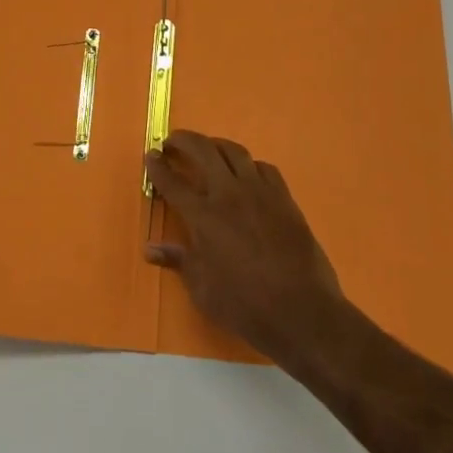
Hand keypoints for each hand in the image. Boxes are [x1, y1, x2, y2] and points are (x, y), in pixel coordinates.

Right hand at [144, 131, 345, 366]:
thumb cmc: (245, 305)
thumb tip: (150, 248)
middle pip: (202, 151)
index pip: (173, 182)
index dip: (158, 166)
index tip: (150, 154)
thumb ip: (178, 260)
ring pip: (235, 151)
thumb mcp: (202, 290)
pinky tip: (246, 175)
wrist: (302, 311)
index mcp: (204, 216)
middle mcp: (229, 194)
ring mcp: (260, 192)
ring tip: (207, 150)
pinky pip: (264, 168)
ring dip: (215, 145)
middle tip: (173, 142)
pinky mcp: (284, 198)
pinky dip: (249, 165)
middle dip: (183, 141)